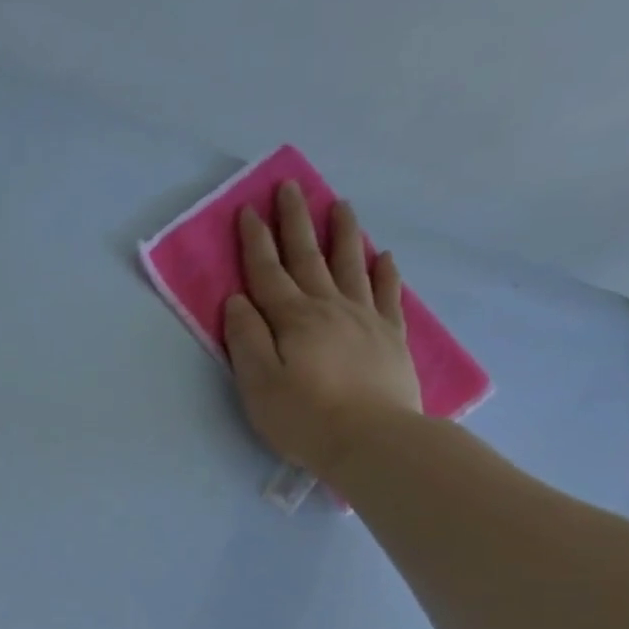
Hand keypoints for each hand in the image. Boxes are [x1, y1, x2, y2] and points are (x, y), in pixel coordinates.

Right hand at [222, 182, 422, 476]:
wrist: (372, 441)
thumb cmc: (304, 418)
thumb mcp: (257, 384)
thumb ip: (246, 338)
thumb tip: (238, 300)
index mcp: (292, 319)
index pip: (268, 272)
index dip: (256, 240)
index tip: (248, 209)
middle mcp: (329, 308)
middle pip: (309, 257)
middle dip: (295, 221)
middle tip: (289, 187)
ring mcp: (365, 319)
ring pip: (351, 265)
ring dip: (342, 233)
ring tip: (339, 204)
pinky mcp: (390, 338)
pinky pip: (387, 294)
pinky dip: (384, 272)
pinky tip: (383, 256)